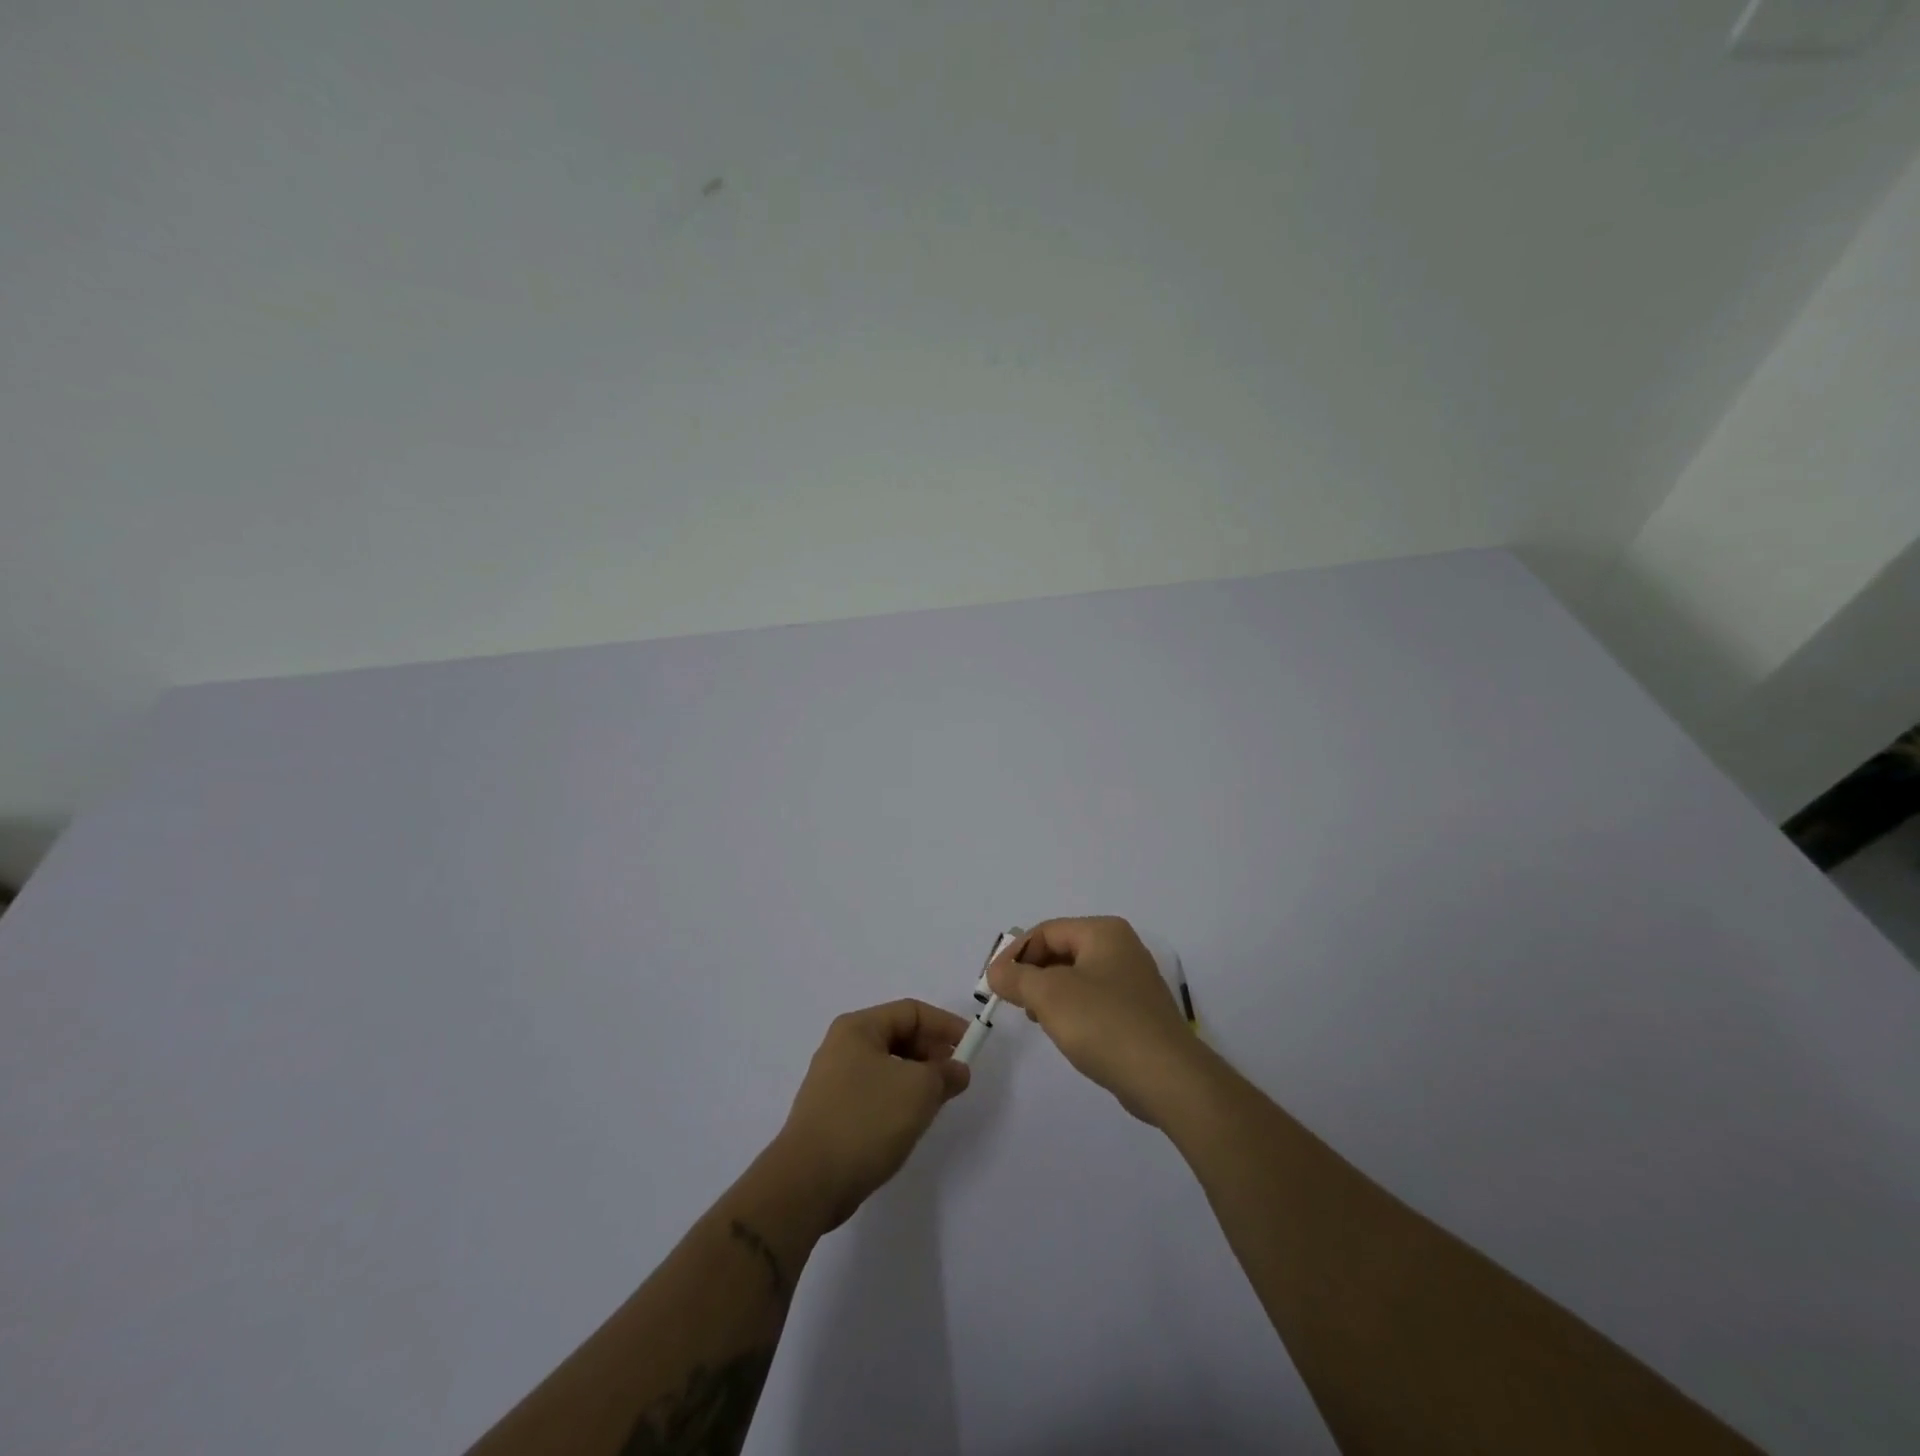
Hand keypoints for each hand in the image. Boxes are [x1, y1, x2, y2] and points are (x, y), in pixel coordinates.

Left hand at [773, 999, 971, 1230]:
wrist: (808, 1182)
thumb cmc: (866, 1121)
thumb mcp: (918, 1090)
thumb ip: (945, 1073)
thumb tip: (957, 1070)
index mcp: (858, 1028)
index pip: (911, 1011)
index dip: (945, 1025)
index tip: (972, 1046)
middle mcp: (842, 1046)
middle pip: (898, 1036)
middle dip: (932, 1052)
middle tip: (957, 1076)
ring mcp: (834, 1080)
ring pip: (888, 1066)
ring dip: (917, 1077)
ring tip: (939, 1100)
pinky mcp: (832, 1112)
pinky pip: (875, 1091)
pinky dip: (899, 1097)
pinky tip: (911, 1121)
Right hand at [988, 916, 1213, 1124]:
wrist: (1167, 1077)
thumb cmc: (1104, 1024)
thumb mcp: (1049, 996)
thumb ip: (1016, 978)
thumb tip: (995, 972)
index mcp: (1103, 932)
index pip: (1046, 931)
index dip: (1015, 954)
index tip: (993, 983)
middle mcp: (1121, 948)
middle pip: (1061, 951)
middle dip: (1032, 973)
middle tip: (1012, 1000)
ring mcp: (1132, 980)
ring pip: (1076, 977)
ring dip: (1050, 993)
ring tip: (1035, 1018)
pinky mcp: (1137, 1012)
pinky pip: (1094, 1000)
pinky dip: (1072, 1009)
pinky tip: (1065, 1032)